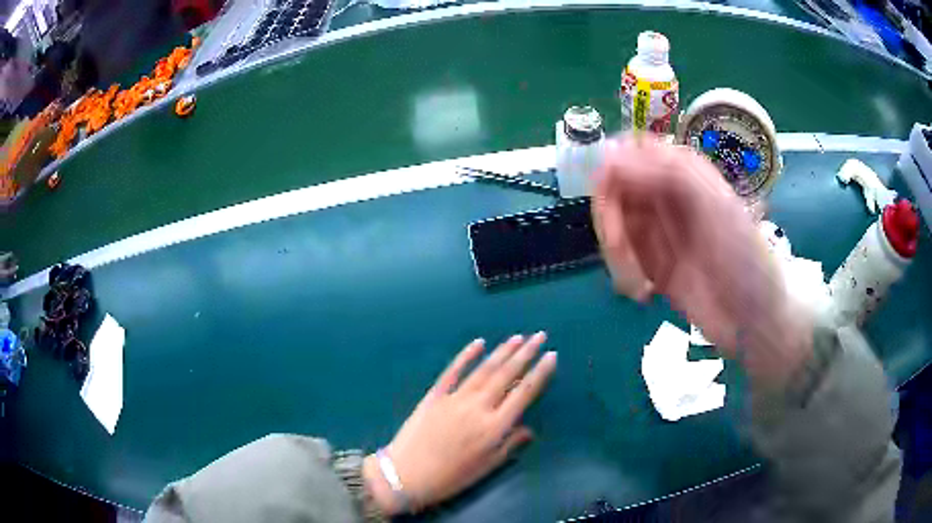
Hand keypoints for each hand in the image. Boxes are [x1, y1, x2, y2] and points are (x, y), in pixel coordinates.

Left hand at [363, 333, 556, 514]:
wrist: (407, 475)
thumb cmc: (451, 477)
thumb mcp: (487, 467)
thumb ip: (510, 445)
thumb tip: (529, 428)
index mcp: (495, 427)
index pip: (524, 393)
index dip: (540, 373)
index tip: (552, 355)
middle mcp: (478, 407)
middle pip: (507, 375)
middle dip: (526, 353)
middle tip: (540, 336)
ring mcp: (455, 398)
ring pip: (484, 369)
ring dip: (502, 351)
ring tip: (518, 337)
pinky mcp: (435, 395)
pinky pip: (453, 371)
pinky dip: (466, 355)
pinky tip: (479, 343)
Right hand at [592, 134, 810, 381]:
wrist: (755, 317)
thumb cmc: (744, 256)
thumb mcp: (715, 206)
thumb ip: (668, 173)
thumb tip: (610, 155)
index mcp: (681, 172)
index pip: (628, 154)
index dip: (611, 174)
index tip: (610, 206)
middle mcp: (664, 195)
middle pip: (613, 192)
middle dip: (612, 225)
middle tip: (623, 257)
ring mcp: (657, 230)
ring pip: (613, 227)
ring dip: (618, 257)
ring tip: (638, 287)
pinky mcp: (652, 263)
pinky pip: (621, 259)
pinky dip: (623, 276)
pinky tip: (643, 294)